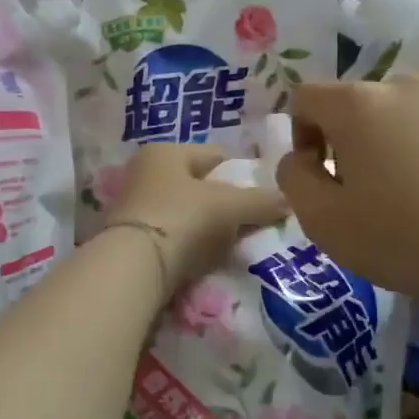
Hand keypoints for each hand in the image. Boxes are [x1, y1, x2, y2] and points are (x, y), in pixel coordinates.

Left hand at [104, 144, 289, 292]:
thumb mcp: (229, 206)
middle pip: (198, 185)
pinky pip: (171, 235)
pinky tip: (202, 259)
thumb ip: (261, 201)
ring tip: (228, 245)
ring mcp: (133, 206)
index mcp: (165, 151)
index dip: (241, 174)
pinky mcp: (129, 239)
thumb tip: (289, 201)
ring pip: (184, 212)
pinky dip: (187, 244)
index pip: (215, 155)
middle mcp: (144, 172)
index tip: (261, 197)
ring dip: (205, 226)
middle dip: (223, 203)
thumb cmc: (182, 219)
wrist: (133, 267)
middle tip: (248, 224)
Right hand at [274, 74, 418, 308]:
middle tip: (359, 195)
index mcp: (357, 103)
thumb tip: (300, 159)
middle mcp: (402, 87)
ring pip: (395, 118)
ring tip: (404, 198)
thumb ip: (293, 178)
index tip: (318, 179)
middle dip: (344, 144)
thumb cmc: (400, 236)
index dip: (299, 137)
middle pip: (353, 106)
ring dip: (385, 147)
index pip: (306, 98)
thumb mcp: (322, 219)